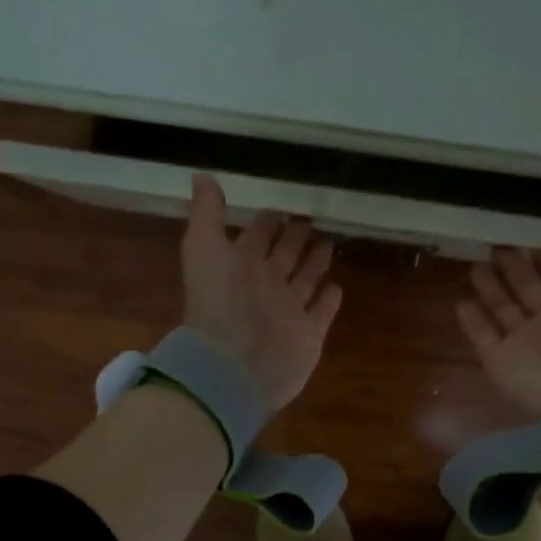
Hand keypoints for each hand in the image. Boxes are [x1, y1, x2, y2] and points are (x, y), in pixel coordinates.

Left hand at [181, 174, 342, 410]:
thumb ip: (206, 213)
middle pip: (284, 256)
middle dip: (295, 238)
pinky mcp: (308, 336)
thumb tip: (204, 175)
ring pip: (305, 280)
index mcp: (241, 265)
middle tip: (311, 220)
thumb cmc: (218, 303)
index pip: (258, 235)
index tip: (282, 206)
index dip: (268, 220)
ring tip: (328, 243)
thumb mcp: (204, 248)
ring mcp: (288, 312)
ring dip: (315, 262)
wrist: (232, 365)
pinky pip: (321, 314)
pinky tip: (337, 287)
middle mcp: (266, 286)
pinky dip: (328, 301)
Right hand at [457, 216, 540, 418]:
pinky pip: (482, 337)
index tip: (536, 244)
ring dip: (491, 288)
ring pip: (504, 310)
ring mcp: (526, 346)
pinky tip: (461, 302)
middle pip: (531, 291)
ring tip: (476, 265)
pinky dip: (472, 321)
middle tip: (498, 248)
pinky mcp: (501, 363)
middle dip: (516, 269)